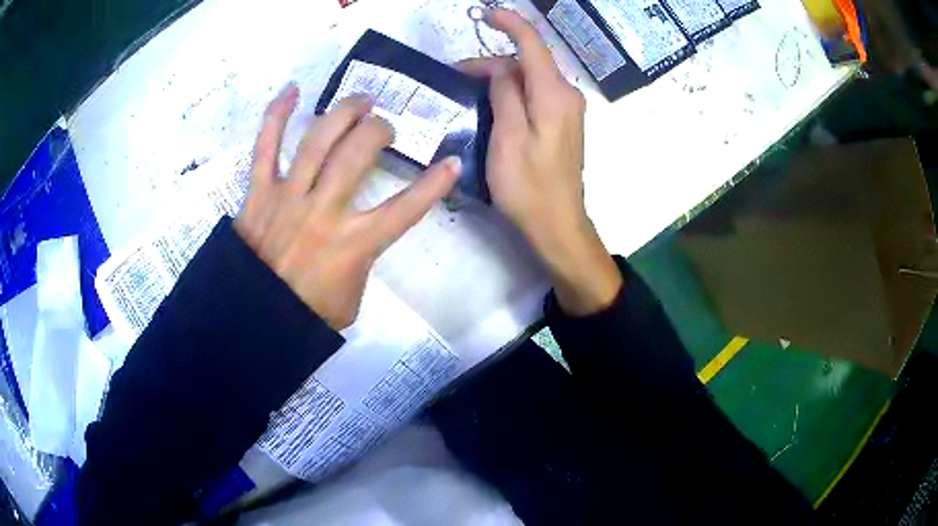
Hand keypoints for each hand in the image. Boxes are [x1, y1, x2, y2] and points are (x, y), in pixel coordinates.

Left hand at [236, 84, 459, 329]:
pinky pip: (265, 147)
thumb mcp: (352, 298)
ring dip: (343, 113)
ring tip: (360, 101)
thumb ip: (362, 260)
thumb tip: (361, 233)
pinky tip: (292, 90)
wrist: (255, 317)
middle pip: (357, 154)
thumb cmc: (308, 313)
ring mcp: (288, 197)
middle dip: (378, 130)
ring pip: (318, 141)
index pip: (405, 209)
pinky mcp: (259, 193)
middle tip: (384, 126)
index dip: (434, 185)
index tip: (452, 162)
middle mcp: (323, 211)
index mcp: (353, 244)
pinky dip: (277, 116)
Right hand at [458, 9, 621, 314]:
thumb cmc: (529, 187)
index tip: (484, 15)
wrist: (558, 225)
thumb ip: (506, 95)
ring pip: (530, 78)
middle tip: (456, 76)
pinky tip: (490, 103)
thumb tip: (502, 69)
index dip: (509, 24)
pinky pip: (534, 94)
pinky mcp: (561, 123)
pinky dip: (511, 91)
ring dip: (499, 77)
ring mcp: (566, 110)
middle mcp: (566, 95)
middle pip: (528, 61)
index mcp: (555, 95)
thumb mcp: (508, 137)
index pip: (533, 44)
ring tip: (466, 90)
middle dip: (493, 61)